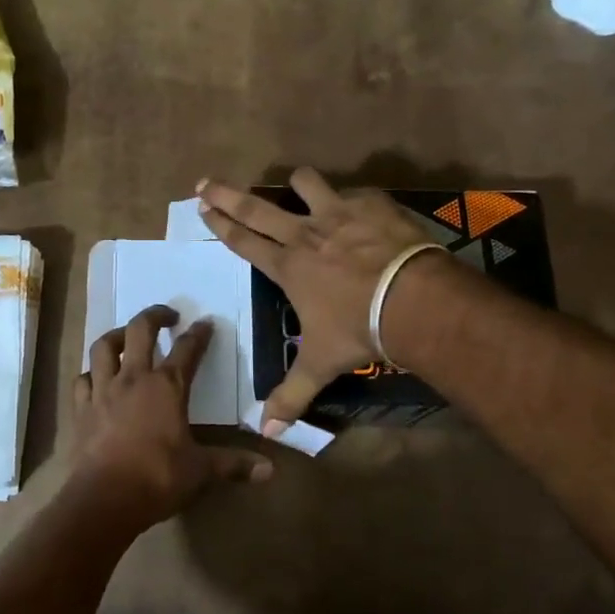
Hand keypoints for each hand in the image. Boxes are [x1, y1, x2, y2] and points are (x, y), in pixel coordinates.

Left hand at [69, 305, 271, 531]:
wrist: (104, 499)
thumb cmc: (158, 478)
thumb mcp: (201, 471)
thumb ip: (234, 465)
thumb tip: (270, 470)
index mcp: (167, 387)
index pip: (187, 350)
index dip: (199, 334)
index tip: (206, 323)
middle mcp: (133, 379)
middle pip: (140, 330)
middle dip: (155, 316)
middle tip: (167, 316)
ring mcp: (103, 390)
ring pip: (104, 347)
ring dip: (116, 336)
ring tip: (126, 337)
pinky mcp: (81, 409)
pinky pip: (82, 379)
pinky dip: (91, 374)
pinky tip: (96, 378)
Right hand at [198, 168, 443, 429]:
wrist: (412, 299)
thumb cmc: (358, 329)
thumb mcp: (321, 365)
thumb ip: (292, 395)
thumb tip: (267, 432)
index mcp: (287, 266)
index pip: (243, 241)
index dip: (220, 224)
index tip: (202, 205)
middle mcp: (305, 233)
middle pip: (256, 207)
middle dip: (227, 194)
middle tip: (207, 181)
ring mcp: (338, 213)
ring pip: (305, 184)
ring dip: (297, 184)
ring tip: (296, 185)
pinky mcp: (372, 203)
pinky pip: (354, 192)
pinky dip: (352, 199)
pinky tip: (360, 208)